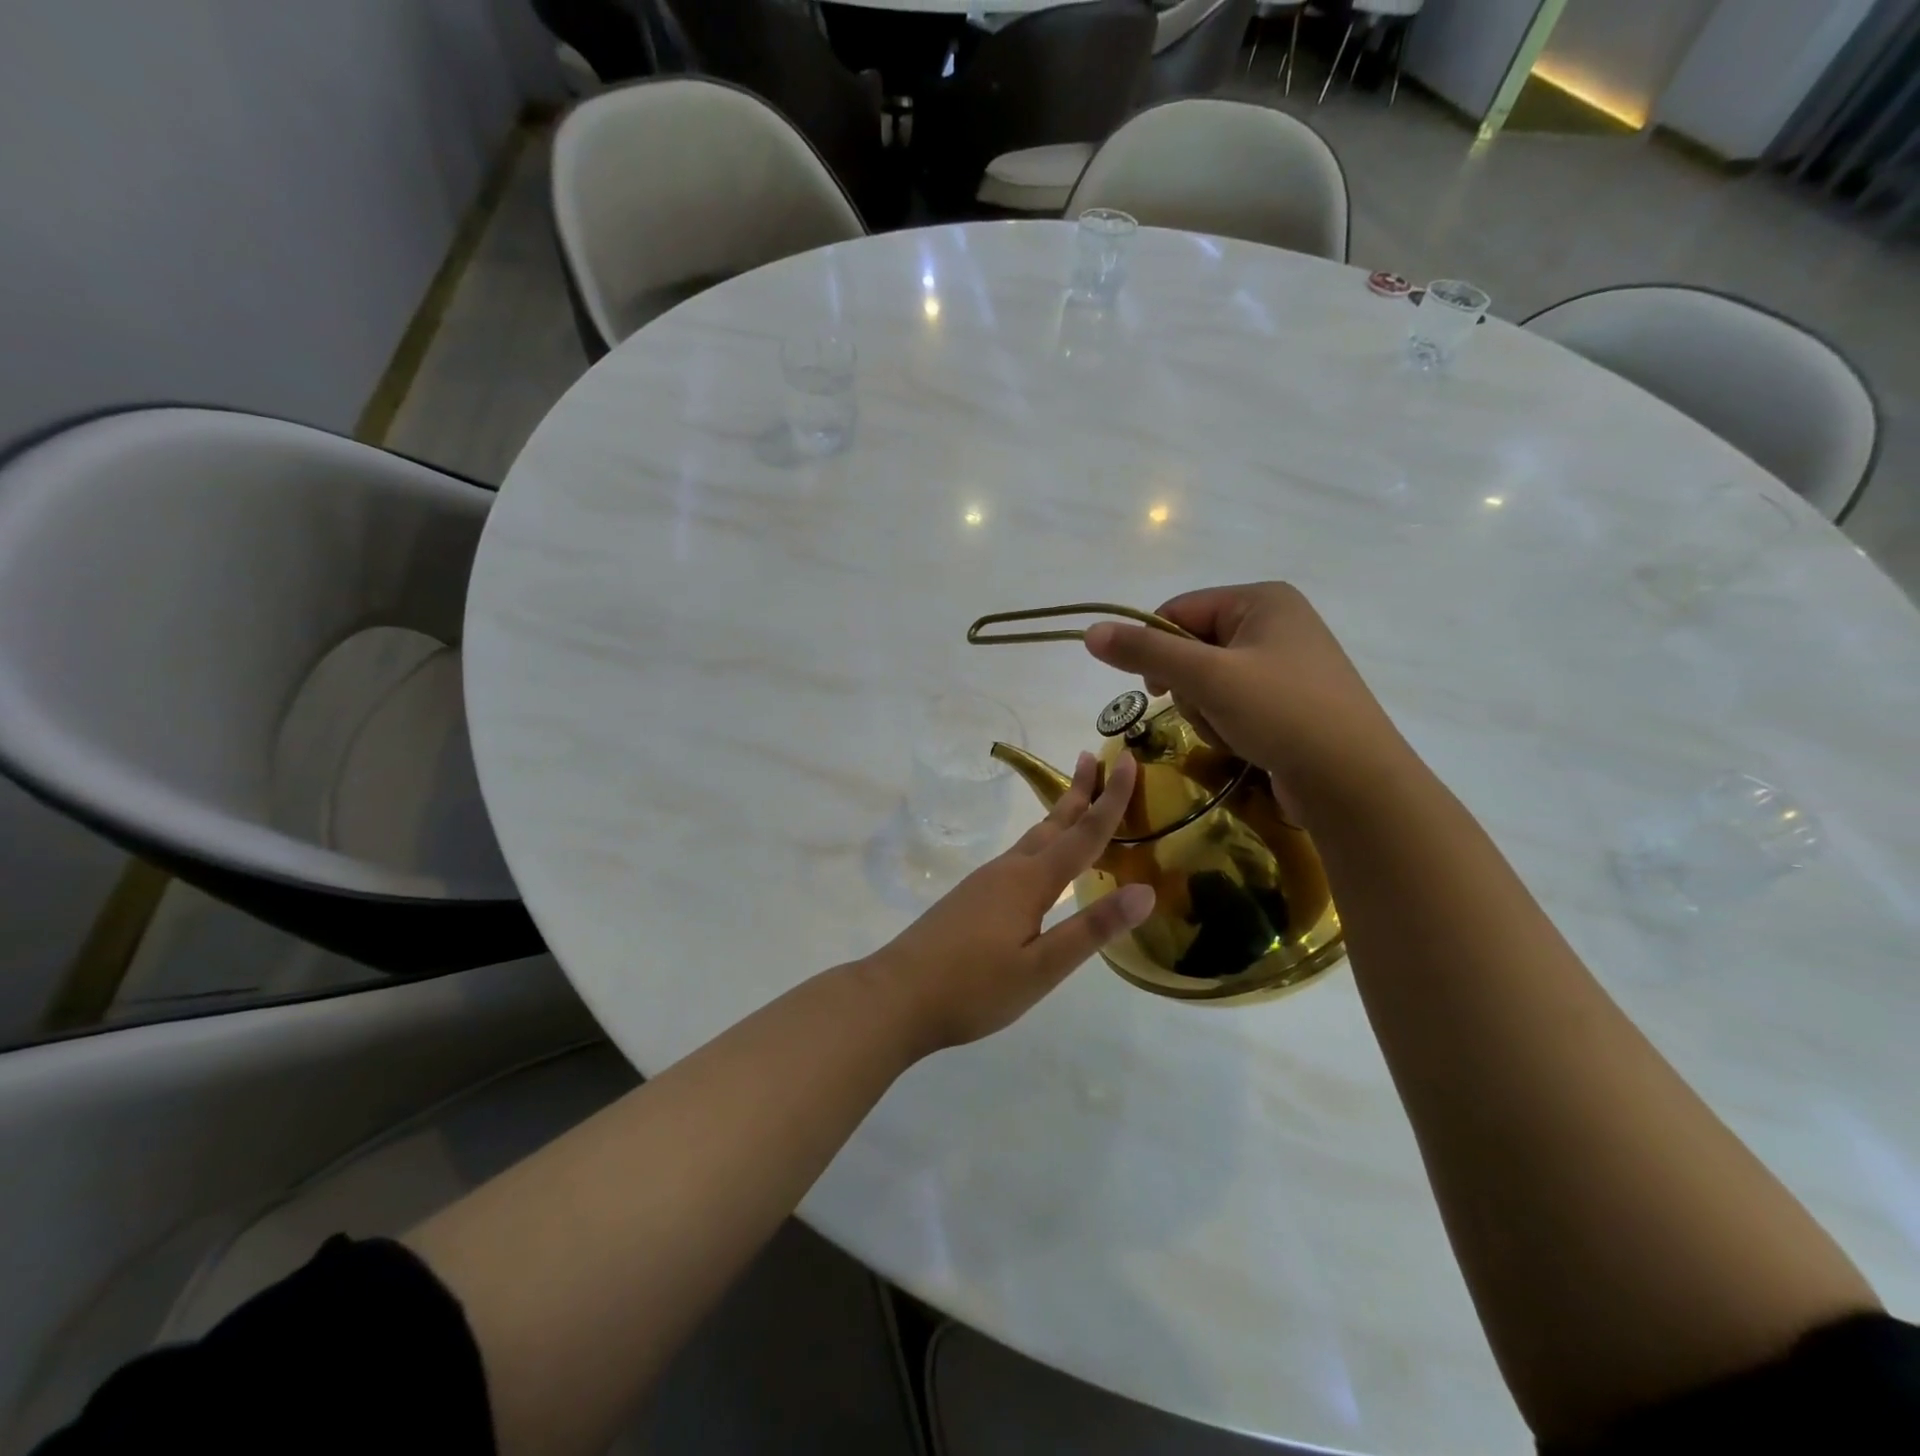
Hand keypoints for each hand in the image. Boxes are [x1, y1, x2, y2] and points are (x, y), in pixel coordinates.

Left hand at [867, 751, 1154, 1053]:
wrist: (897, 995)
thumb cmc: (974, 988)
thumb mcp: (1042, 967)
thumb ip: (1092, 929)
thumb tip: (1146, 891)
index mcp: (1030, 881)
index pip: (1083, 833)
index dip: (1110, 798)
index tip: (1125, 759)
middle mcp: (1008, 870)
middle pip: (1053, 823)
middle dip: (1078, 791)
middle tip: (1094, 756)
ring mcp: (985, 882)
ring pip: (1033, 839)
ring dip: (1059, 816)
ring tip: (1076, 801)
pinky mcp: (971, 897)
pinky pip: (1017, 857)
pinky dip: (1041, 843)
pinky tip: (1038, 861)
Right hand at [1083, 583, 1404, 813]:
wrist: (1353, 781)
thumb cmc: (1281, 713)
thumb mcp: (1207, 677)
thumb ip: (1146, 652)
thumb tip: (1090, 631)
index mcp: (1262, 600)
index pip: (1179, 610)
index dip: (1155, 648)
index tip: (1154, 690)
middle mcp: (1276, 622)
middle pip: (1193, 647)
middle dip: (1190, 687)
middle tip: (1209, 710)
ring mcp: (1286, 663)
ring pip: (1209, 680)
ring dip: (1207, 710)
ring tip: (1234, 731)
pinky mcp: (1290, 700)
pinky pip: (1234, 701)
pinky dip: (1229, 723)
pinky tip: (1247, 742)